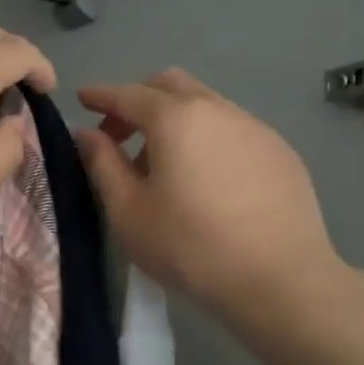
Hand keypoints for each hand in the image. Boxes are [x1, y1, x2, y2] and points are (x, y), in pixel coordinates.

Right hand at [74, 70, 351, 329]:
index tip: (82, 99)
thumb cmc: (190, 246)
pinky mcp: (281, 152)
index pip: (128, 94)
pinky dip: (208, 137)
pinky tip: (207, 178)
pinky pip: (233, 129)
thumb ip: (103, 164)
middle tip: (119, 135)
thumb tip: (86, 134)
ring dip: (174, 120)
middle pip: (170, 86)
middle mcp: (217, 109)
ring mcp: (255, 127)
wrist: (280, 279)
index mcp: (175, 118)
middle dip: (139, 100)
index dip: (101, 95)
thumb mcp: (129, 211)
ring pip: (205, 105)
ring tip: (163, 164)